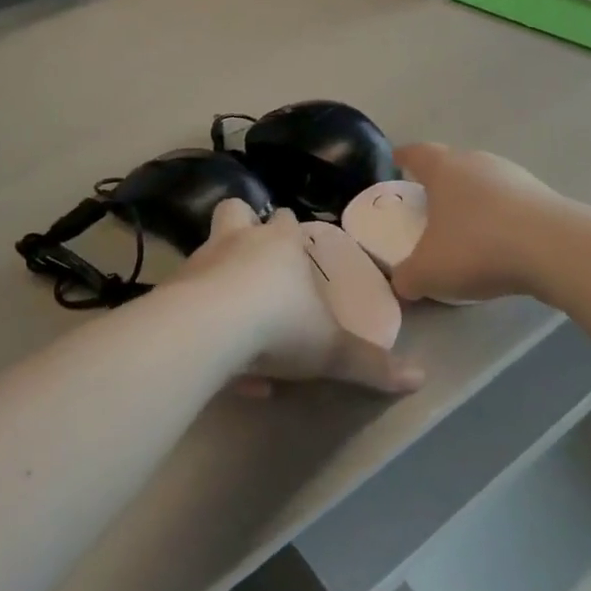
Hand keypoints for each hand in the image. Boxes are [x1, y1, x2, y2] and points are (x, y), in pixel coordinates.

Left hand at [180, 200, 421, 395]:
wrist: (209, 331)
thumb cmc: (280, 324)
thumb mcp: (331, 350)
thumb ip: (371, 364)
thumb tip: (419, 379)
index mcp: (280, 244)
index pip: (286, 220)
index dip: (290, 232)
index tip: (296, 251)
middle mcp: (238, 242)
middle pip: (236, 211)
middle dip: (245, 225)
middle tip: (256, 258)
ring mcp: (199, 263)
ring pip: (205, 250)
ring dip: (215, 271)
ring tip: (230, 310)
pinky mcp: (170, 293)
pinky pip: (186, 301)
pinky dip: (198, 320)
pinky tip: (213, 359)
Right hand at [391, 144, 568, 305]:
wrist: (553, 249)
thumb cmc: (477, 247)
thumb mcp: (428, 272)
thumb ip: (406, 277)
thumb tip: (402, 283)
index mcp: (444, 168)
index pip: (418, 153)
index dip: (404, 156)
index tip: (397, 159)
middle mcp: (478, 162)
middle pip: (453, 164)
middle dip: (439, 181)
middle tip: (428, 202)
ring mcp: (514, 176)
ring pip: (484, 182)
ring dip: (472, 200)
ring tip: (465, 227)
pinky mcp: (542, 196)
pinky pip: (509, 203)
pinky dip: (499, 217)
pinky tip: (499, 243)